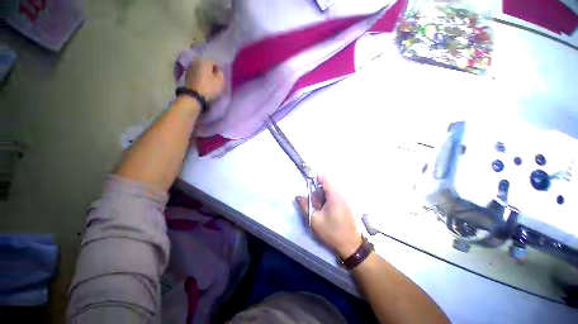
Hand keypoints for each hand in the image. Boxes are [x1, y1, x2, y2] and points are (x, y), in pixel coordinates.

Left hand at [185, 60, 224, 100]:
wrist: (193, 96)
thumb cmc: (209, 88)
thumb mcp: (220, 82)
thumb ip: (221, 74)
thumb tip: (218, 71)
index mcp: (205, 61)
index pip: (215, 63)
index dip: (220, 69)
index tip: (222, 75)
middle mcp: (196, 62)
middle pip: (207, 65)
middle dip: (212, 71)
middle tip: (216, 78)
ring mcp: (190, 68)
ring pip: (201, 69)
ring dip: (205, 73)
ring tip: (209, 80)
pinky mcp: (187, 75)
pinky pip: (197, 74)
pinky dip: (200, 76)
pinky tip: (203, 82)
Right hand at [296, 176, 361, 258]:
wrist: (351, 245)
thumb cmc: (332, 232)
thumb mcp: (315, 220)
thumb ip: (305, 206)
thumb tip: (297, 196)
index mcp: (334, 196)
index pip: (325, 179)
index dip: (315, 179)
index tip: (308, 187)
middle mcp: (341, 195)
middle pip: (327, 186)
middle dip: (318, 192)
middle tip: (314, 205)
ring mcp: (345, 200)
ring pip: (330, 192)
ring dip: (323, 197)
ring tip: (320, 210)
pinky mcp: (347, 205)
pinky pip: (335, 197)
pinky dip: (328, 201)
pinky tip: (327, 212)